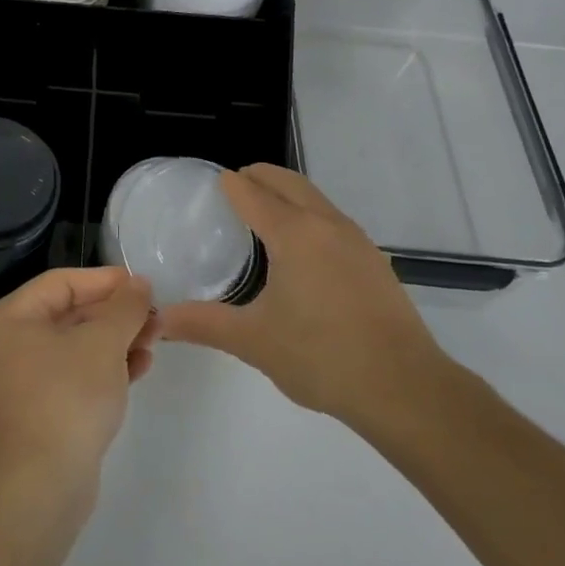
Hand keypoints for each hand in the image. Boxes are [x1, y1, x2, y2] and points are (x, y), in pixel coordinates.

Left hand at [0, 267, 157, 500]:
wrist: (41, 487)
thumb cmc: (67, 397)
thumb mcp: (103, 342)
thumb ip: (125, 307)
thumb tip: (138, 283)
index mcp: (13, 317)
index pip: (63, 282)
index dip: (105, 281)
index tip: (143, 285)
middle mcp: (13, 342)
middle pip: (71, 312)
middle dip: (116, 313)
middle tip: (155, 316)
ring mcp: (27, 378)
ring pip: (79, 344)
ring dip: (118, 339)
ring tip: (155, 341)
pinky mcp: (44, 409)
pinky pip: (78, 373)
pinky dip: (107, 367)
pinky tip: (141, 367)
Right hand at [160, 164, 454, 446]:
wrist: (406, 389)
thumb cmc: (322, 357)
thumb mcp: (253, 341)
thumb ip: (204, 324)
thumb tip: (159, 320)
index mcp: (293, 233)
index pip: (252, 191)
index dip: (229, 184)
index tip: (209, 186)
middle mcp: (325, 224)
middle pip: (287, 181)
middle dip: (258, 176)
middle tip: (233, 188)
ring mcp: (356, 240)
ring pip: (314, 197)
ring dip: (287, 193)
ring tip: (264, 214)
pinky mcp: (375, 260)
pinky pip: (333, 219)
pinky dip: (309, 215)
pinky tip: (303, 251)